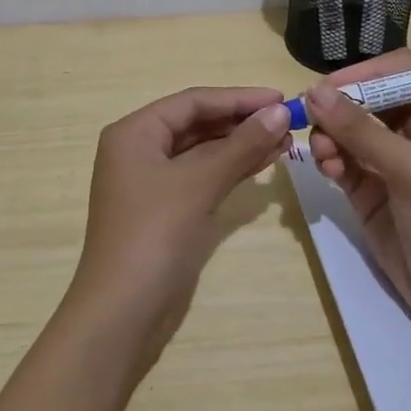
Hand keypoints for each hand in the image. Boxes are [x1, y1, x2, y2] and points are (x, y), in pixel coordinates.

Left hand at [69, 86, 293, 362]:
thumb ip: (240, 145)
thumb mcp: (198, 183)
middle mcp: (139, 150)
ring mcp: (151, 182)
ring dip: (240, 145)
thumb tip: (278, 112)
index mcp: (134, 132)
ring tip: (285, 141)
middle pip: (196, 124)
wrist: (123, 311)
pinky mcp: (165, 210)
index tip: (280, 99)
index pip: (192, 102)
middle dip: (241, 122)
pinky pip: (201, 177)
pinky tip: (263, 164)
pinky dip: (230, 169)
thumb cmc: (154, 234)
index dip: (238, 98)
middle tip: (288, 123)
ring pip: (202, 151)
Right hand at [305, 50, 410, 346]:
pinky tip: (327, 170)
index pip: (399, 72)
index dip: (366, 73)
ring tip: (323, 154)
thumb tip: (314, 91)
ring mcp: (387, 163)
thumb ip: (361, 130)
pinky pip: (340, 160)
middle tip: (309, 117)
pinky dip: (328, 160)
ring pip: (347, 130)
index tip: (330, 87)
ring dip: (330, 135)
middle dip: (338, 107)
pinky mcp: (367, 191)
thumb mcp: (410, 169)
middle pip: (366, 99)